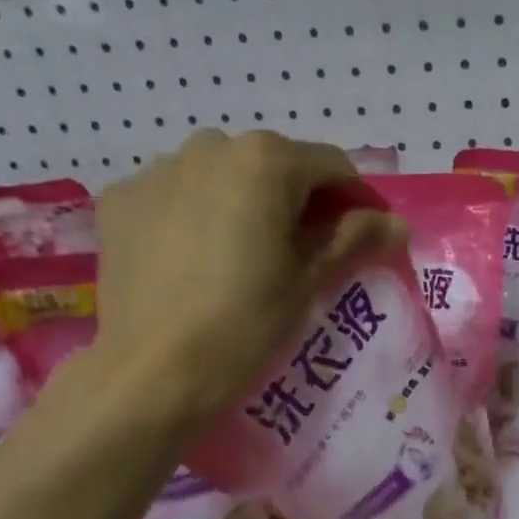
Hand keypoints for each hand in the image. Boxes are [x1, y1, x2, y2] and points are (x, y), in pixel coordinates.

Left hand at [88, 129, 402, 433]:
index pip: (332, 166)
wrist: (153, 371)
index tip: (362, 238)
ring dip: (244, 202)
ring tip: (244, 255)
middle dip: (297, 200)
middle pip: (274, 165)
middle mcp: (210, 146)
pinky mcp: (121, 199)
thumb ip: (353, 238)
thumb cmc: (246, 323)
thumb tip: (397, 223)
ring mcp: (158, 169)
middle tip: (302, 251)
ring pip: (222, 175)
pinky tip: (196, 259)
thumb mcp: (309, 279)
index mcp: (265, 160)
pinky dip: (195, 215)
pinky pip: (176, 194)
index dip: (356, 201)